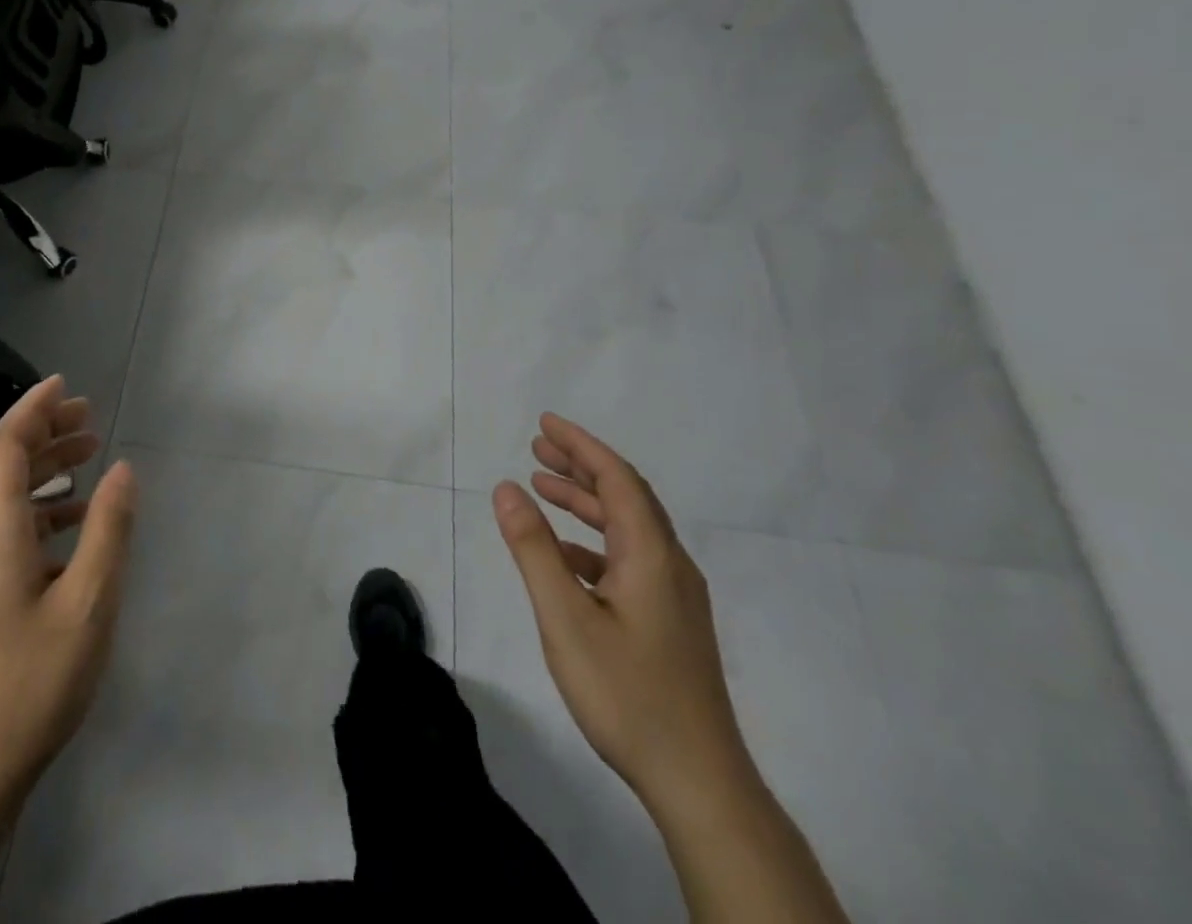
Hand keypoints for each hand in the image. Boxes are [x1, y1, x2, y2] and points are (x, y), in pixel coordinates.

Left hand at [0, 375, 137, 800]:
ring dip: (44, 463)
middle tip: (88, 413)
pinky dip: (43, 502)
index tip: (66, 385)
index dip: (33, 409)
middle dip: (42, 428)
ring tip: (90, 449)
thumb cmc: (35, 680)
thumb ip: (108, 529)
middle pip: (1, 461)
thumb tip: (123, 469)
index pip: (4, 446)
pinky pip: (10, 522)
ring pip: (5, 491)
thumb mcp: (89, 602)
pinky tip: (78, 514)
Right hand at [491, 413, 750, 813]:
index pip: (617, 478)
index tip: (545, 422)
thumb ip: (534, 549)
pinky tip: (563, 556)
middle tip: (536, 446)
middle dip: (580, 466)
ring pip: (628, 528)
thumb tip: (506, 488)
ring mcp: (674, 596)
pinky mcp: (670, 621)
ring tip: (542, 487)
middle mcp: (670, 564)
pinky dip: (592, 541)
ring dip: (585, 501)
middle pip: (626, 496)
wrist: (699, 783)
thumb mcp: (565, 618)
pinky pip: (628, 558)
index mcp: (651, 555)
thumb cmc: (627, 694)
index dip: (581, 445)